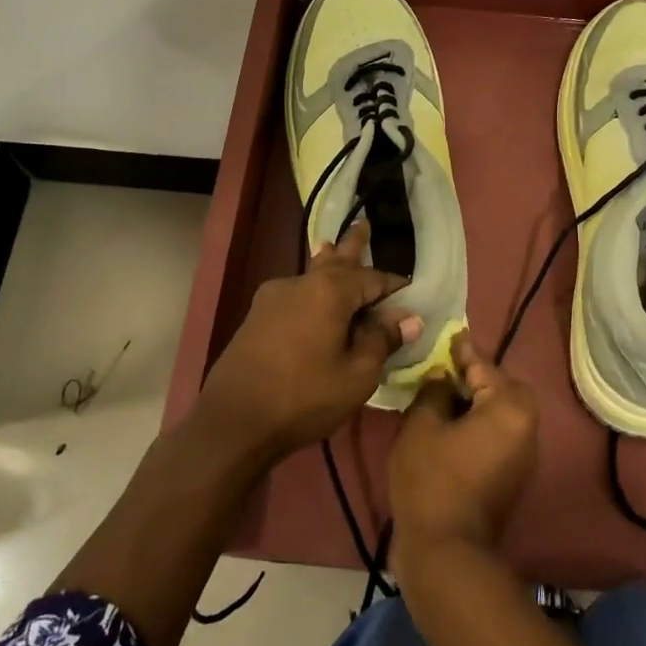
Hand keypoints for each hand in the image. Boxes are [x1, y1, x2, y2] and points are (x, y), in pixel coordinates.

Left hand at [196, 220, 422, 457]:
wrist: (234, 421)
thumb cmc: (304, 397)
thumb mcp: (357, 375)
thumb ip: (382, 341)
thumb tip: (409, 318)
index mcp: (330, 291)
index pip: (373, 278)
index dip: (394, 286)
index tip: (411, 293)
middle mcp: (301, 283)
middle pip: (335, 259)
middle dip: (353, 245)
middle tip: (364, 224)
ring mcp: (273, 297)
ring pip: (311, 273)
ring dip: (327, 262)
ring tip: (332, 246)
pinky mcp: (257, 316)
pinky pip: (295, 293)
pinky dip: (312, 290)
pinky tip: (311, 296)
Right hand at [389, 333, 538, 577]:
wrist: (448, 551)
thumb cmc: (432, 480)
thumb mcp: (422, 425)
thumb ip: (435, 391)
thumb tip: (444, 379)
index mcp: (510, 406)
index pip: (483, 365)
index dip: (460, 351)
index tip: (445, 336)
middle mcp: (528, 425)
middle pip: (498, 387)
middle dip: (471, 378)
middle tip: (439, 372)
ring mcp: (524, 454)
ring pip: (499, 412)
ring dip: (474, 402)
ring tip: (440, 398)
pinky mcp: (513, 476)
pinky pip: (497, 435)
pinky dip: (478, 425)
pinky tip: (449, 428)